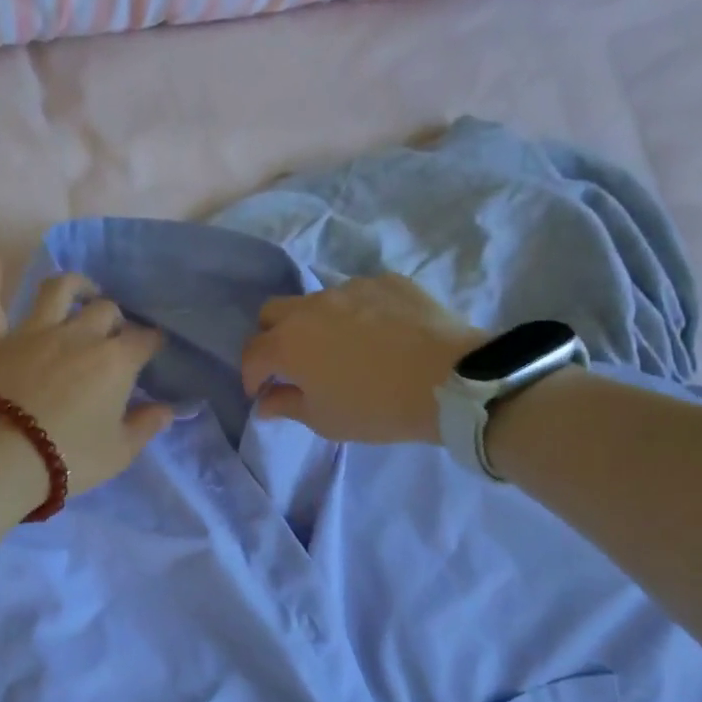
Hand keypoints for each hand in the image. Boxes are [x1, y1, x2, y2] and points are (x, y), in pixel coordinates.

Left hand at [0, 260, 175, 510]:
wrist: (6, 460)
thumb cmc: (71, 458)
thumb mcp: (120, 452)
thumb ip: (146, 426)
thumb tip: (167, 410)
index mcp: (115, 361)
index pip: (144, 340)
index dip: (151, 343)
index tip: (152, 350)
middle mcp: (78, 335)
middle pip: (105, 311)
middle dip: (115, 319)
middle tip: (115, 335)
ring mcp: (34, 333)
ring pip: (57, 291)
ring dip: (74, 285)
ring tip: (82, 290)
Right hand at [240, 274, 484, 444]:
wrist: (450, 381)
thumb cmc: (377, 408)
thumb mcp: (325, 420)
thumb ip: (287, 406)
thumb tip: (265, 402)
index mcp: (288, 343)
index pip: (252, 354)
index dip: (251, 376)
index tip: (262, 392)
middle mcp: (311, 307)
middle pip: (273, 313)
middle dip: (272, 337)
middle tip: (292, 363)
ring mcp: (350, 288)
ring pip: (316, 301)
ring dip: (316, 323)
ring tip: (341, 347)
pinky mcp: (387, 281)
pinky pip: (359, 295)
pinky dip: (357, 313)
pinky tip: (379, 334)